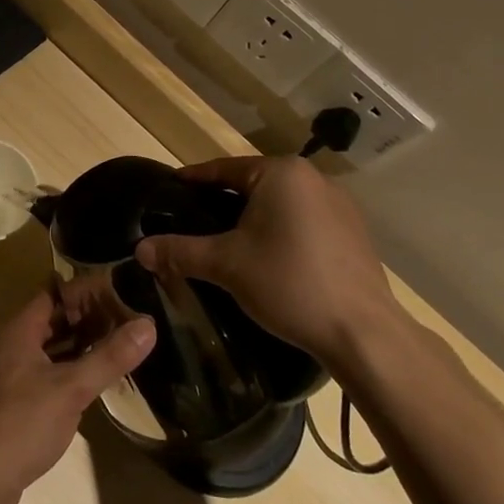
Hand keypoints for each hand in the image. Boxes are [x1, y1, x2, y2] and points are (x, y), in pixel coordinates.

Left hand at [0, 290, 155, 503]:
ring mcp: (16, 374)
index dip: (85, 288)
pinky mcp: (20, 401)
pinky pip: (52, 371)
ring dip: (83, 343)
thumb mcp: (71, 388)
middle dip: (89, 315)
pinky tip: (99, 377)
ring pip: (54, 347)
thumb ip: (109, 357)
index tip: (119, 286)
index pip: (55, 292)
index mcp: (21, 331)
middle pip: (55, 319)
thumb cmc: (23, 422)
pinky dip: (74, 368)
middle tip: (128, 314)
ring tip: (121, 340)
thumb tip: (149, 324)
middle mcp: (15, 345)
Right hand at [134, 156, 397, 362]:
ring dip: (254, 219)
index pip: (223, 169)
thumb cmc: (289, 283)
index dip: (193, 181)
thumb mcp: (226, 265)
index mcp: (282, 172)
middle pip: (253, 184)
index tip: (169, 191)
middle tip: (194, 223)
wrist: (363, 333)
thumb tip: (139, 249)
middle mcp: (314, 178)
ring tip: (227, 243)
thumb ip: (180, 251)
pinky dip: (281, 233)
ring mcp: (340, 206)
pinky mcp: (354, 234)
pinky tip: (270, 259)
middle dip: (223, 203)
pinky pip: (304, 222)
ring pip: (280, 204)